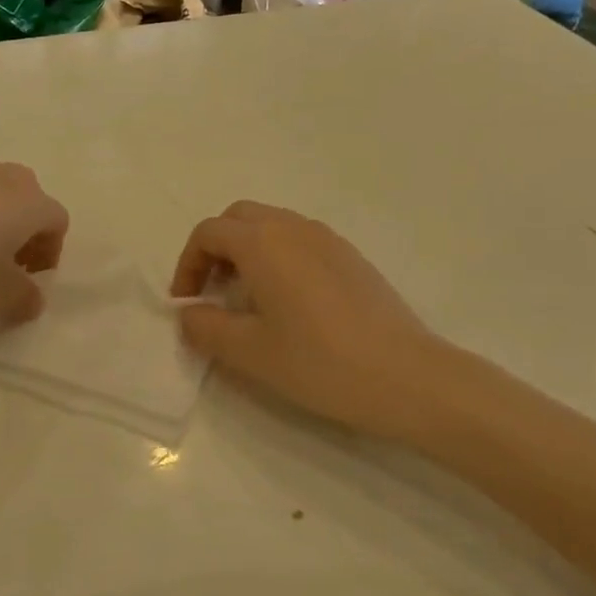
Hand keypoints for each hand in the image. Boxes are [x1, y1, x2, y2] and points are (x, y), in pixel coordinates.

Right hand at [170, 201, 482, 437]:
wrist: (408, 376)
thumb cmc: (319, 362)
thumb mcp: (248, 352)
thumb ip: (205, 326)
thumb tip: (189, 312)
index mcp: (262, 243)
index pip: (208, 233)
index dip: (188, 265)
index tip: (188, 304)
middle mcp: (293, 227)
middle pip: (238, 218)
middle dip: (216, 249)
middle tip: (214, 292)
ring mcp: (327, 238)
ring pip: (271, 225)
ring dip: (247, 251)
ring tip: (248, 300)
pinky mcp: (351, 256)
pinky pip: (299, 240)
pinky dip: (278, 257)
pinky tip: (289, 303)